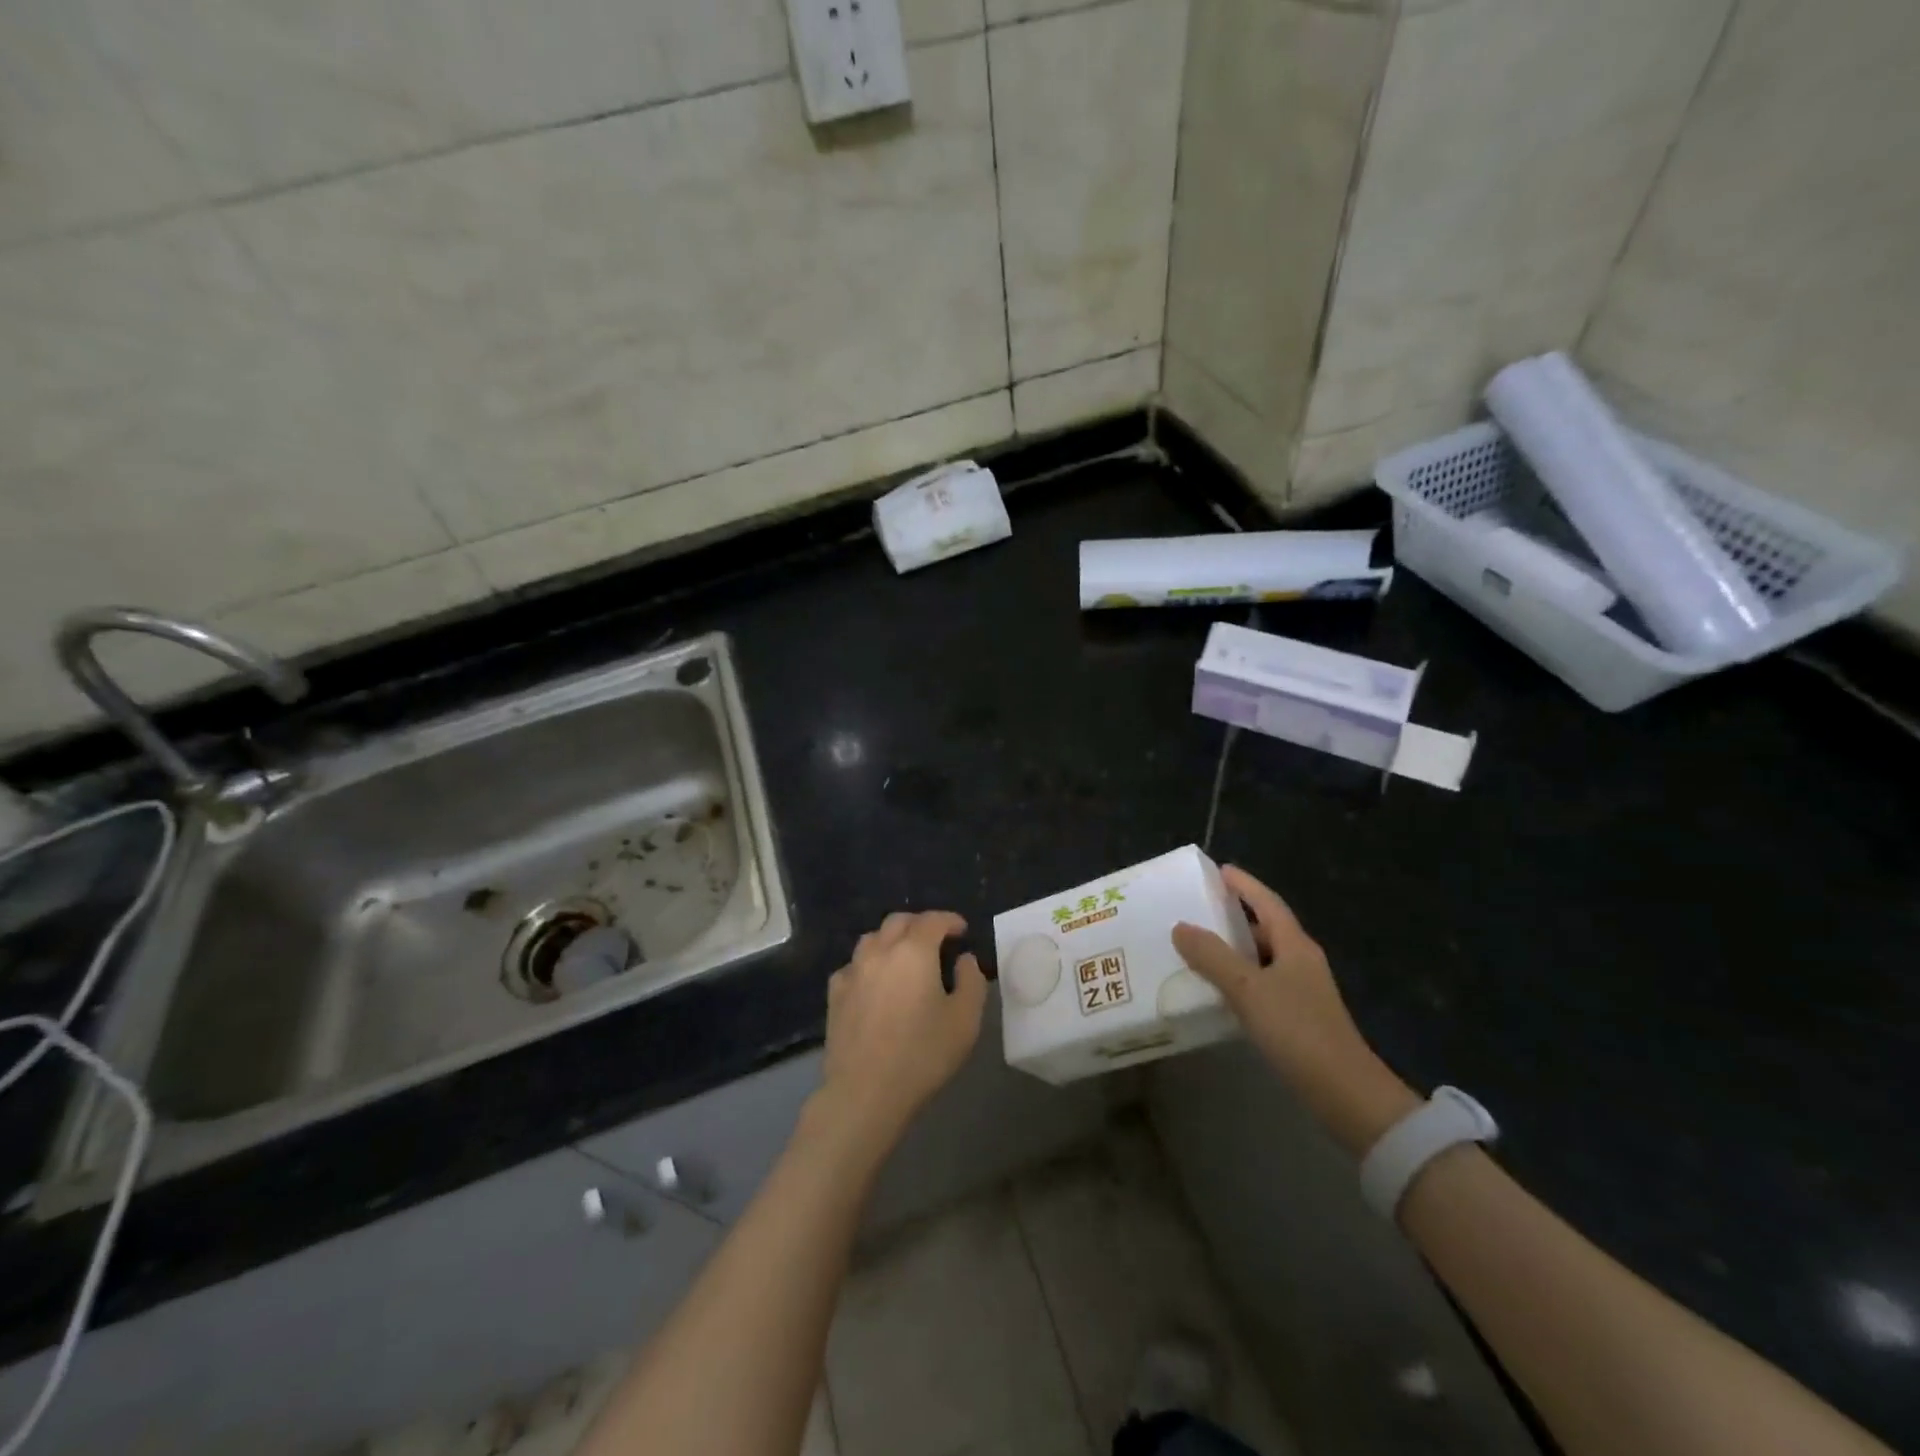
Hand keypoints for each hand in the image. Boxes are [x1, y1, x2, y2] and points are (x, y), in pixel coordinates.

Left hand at [810, 910, 986, 1160]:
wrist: (865, 1091)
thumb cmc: (922, 1054)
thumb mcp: (965, 1020)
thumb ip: (971, 982)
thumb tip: (964, 959)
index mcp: (914, 951)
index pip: (933, 920)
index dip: (950, 920)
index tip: (962, 930)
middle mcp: (880, 951)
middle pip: (899, 921)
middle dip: (920, 924)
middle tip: (936, 940)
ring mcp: (853, 971)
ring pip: (872, 938)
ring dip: (892, 939)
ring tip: (905, 957)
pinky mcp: (835, 994)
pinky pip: (853, 965)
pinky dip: (868, 964)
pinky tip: (874, 982)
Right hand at [1173, 866, 1418, 1154]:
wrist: (1345, 1094)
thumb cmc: (1298, 1030)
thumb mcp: (1248, 989)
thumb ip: (1213, 956)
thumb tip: (1180, 926)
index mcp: (1295, 945)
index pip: (1268, 902)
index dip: (1245, 885)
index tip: (1219, 869)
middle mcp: (1301, 962)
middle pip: (1266, 928)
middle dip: (1234, 916)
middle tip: (1198, 909)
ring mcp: (1302, 991)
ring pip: (1262, 959)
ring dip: (1234, 950)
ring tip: (1197, 947)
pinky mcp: (1297, 1018)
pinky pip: (1261, 985)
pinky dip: (1238, 979)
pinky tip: (1217, 989)